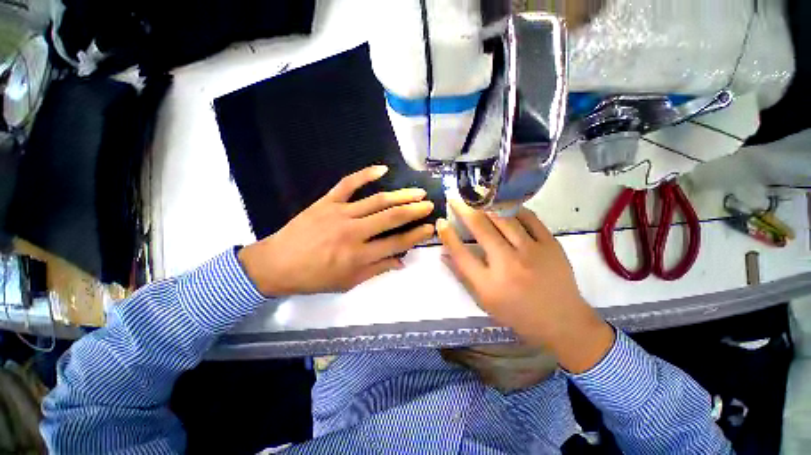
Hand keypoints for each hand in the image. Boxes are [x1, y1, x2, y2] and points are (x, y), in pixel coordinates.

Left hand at [239, 165, 434, 295]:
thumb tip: (401, 261)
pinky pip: (348, 184)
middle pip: (391, 218)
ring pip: (376, 201)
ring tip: (417, 191)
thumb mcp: (348, 282)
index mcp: (358, 255)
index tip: (429, 228)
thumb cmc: (314, 277)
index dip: (415, 236)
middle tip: (429, 204)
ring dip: (400, 195)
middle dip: (414, 211)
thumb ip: (376, 270)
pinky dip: (365, 174)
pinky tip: (382, 169)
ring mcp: (340, 213)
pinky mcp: (327, 202)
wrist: (277, 264)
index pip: (396, 243)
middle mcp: (353, 232)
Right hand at [437, 199, 614, 373]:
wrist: (562, 321)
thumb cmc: (517, 313)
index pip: (461, 253)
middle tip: (455, 199)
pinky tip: (504, 206)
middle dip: (464, 210)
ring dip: (486, 205)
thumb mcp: (484, 301)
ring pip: (504, 218)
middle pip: (481, 228)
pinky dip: (514, 209)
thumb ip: (463, 275)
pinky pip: (529, 218)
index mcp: (489, 284)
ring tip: (476, 197)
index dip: (447, 235)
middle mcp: (508, 264)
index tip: (441, 221)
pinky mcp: (551, 244)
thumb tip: (444, 254)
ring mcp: (532, 251)